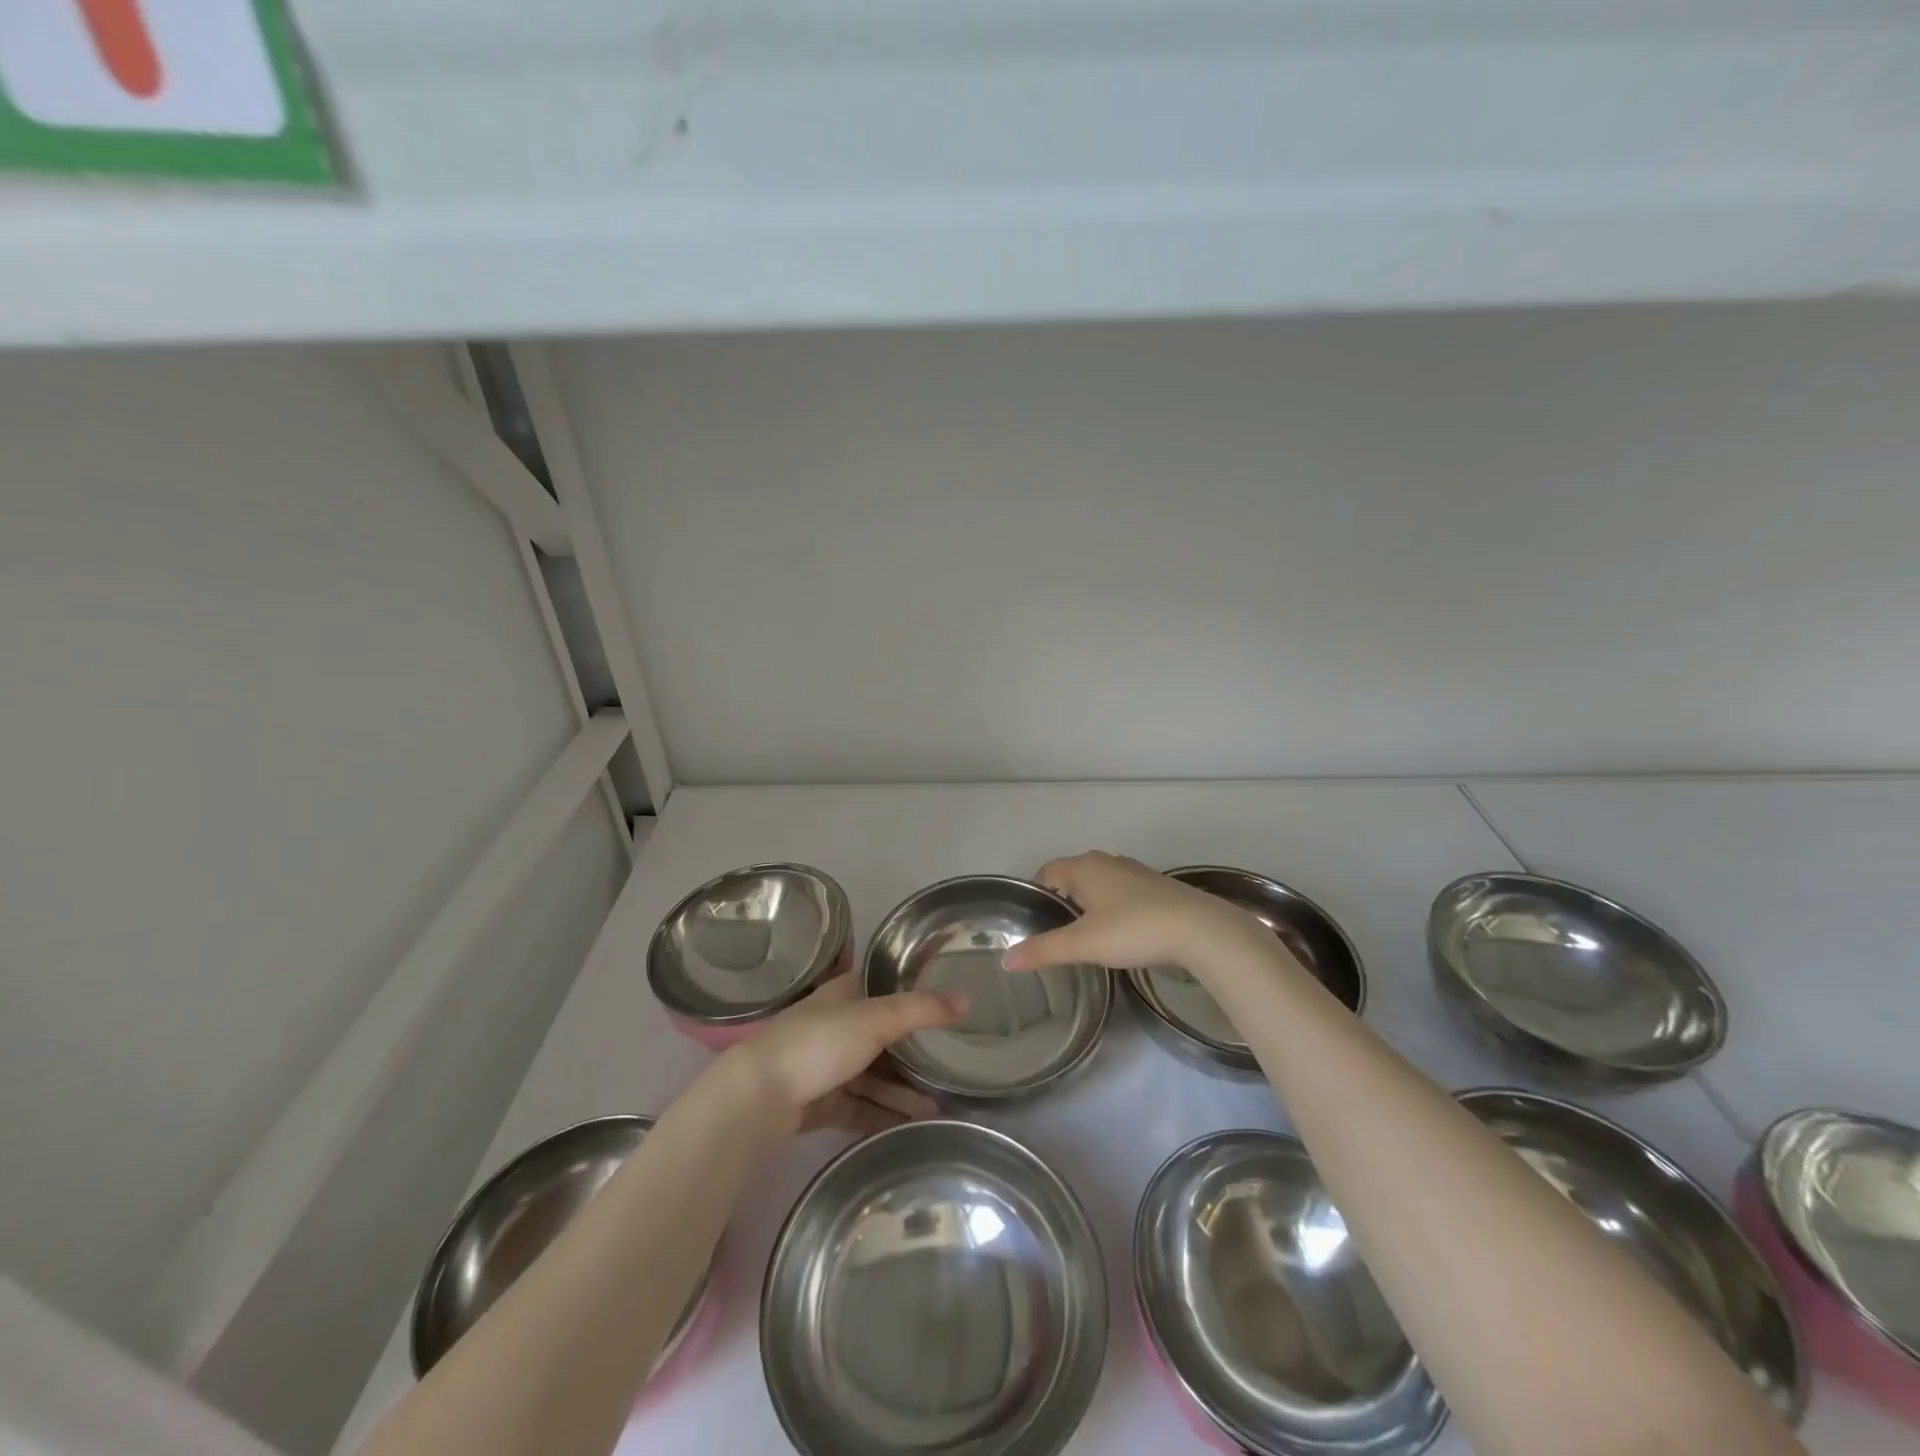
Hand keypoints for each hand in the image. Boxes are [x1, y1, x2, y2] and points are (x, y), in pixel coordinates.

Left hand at [720, 973, 964, 1138]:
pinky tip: (911, 1127)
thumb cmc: (818, 1043)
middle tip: (953, 1070)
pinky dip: (884, 1115)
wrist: (759, 1097)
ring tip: (940, 1110)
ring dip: (903, 1092)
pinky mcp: (821, 1102)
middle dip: (916, 1056)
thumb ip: (920, 1010)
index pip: (886, 990)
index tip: (950, 1010)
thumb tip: (966, 1000)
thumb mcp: (875, 1019)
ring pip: (874, 1077)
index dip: (916, 997)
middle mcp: (837, 1026)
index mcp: (844, 995)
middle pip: (884, 1038)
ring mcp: (827, 1066)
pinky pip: (861, 1107)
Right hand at [1001, 851, 1274, 979]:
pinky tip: (1122, 932)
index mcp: (1084, 867)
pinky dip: (1115, 906)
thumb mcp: (1082, 944)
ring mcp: (1136, 871)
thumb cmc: (1133, 929)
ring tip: (1087, 934)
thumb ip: (1043, 950)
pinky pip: (1124, 891)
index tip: (1033, 918)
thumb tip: (1006, 960)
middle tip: (1056, 930)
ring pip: (1101, 882)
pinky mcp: (1158, 886)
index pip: (1048, 870)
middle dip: (1063, 897)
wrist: (1199, 929)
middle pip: (1074, 874)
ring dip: (1090, 901)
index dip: (1037, 891)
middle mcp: (1107, 861)